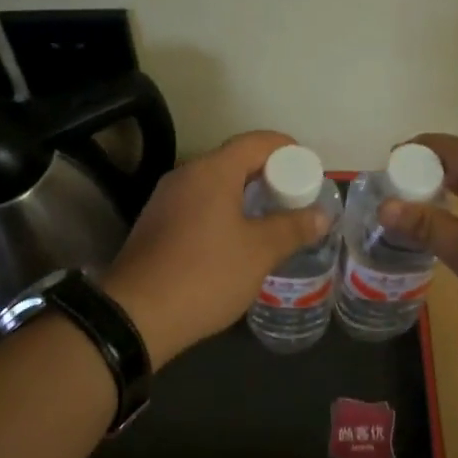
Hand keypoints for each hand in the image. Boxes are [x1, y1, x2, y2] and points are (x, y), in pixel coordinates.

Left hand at [104, 131, 330, 365]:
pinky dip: (223, 211)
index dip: (289, 150)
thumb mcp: (259, 252)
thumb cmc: (205, 274)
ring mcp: (166, 199)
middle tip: (296, 199)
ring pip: (215, 184)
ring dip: (245, 195)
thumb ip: (293, 228)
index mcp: (212, 171)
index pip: (257, 142)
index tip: (311, 171)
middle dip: (269, 175)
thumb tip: (321, 215)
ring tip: (271, 220)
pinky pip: (198, 204)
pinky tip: (236, 240)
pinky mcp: (155, 224)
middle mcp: (185, 175)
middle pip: (235, 160)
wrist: (135, 316)